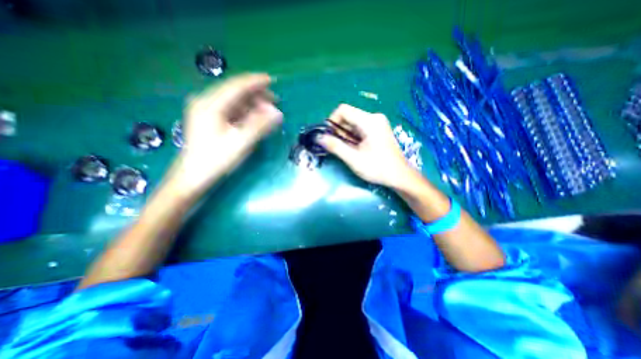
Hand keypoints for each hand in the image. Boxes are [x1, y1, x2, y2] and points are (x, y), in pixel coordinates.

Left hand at [171, 73, 281, 193]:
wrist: (193, 177)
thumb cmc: (216, 160)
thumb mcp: (241, 142)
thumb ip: (260, 126)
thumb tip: (278, 113)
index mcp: (211, 104)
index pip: (236, 86)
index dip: (255, 82)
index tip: (272, 80)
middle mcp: (206, 102)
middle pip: (235, 91)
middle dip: (256, 95)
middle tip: (275, 103)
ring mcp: (206, 111)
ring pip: (234, 101)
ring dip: (252, 105)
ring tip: (268, 113)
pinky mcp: (209, 120)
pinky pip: (231, 110)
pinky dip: (245, 113)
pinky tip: (255, 119)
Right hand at [318, 104, 413, 187]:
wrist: (399, 176)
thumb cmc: (377, 168)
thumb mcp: (353, 159)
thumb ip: (335, 146)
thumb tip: (319, 137)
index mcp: (369, 121)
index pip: (343, 110)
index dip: (332, 121)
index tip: (329, 137)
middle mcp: (374, 117)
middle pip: (348, 117)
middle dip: (338, 131)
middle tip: (337, 147)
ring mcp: (377, 123)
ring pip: (353, 123)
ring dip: (345, 135)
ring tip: (347, 150)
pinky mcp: (378, 130)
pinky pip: (359, 128)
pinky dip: (352, 137)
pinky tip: (355, 149)